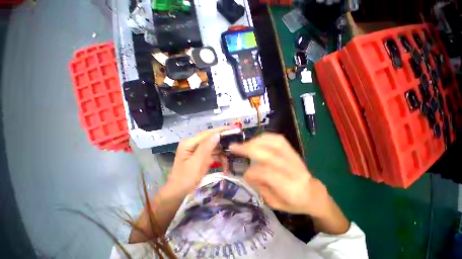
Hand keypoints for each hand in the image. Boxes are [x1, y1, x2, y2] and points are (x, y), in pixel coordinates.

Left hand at [165, 127, 230, 195]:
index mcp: (190, 143)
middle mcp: (194, 144)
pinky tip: (224, 166)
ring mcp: (197, 150)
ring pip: (214, 148)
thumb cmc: (186, 179)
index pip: (208, 133)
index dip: (221, 130)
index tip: (233, 128)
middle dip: (223, 144)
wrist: (178, 193)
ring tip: (230, 161)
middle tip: (235, 145)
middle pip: (211, 140)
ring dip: (222, 154)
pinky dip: (219, 159)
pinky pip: (212, 154)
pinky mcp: (201, 156)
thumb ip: (207, 147)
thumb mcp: (197, 163)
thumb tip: (217, 134)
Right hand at [229, 133, 328, 215]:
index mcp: (291, 188)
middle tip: (234, 147)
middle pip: (269, 154)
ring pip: (274, 143)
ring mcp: (294, 157)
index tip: (243, 173)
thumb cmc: (294, 202)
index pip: (268, 174)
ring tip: (244, 144)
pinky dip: (264, 137)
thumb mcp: (275, 203)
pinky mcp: (293, 150)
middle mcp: (293, 169)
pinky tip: (256, 140)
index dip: (252, 172)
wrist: (313, 193)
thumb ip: (260, 187)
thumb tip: (247, 172)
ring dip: (256, 141)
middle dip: (249, 149)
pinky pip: (278, 139)